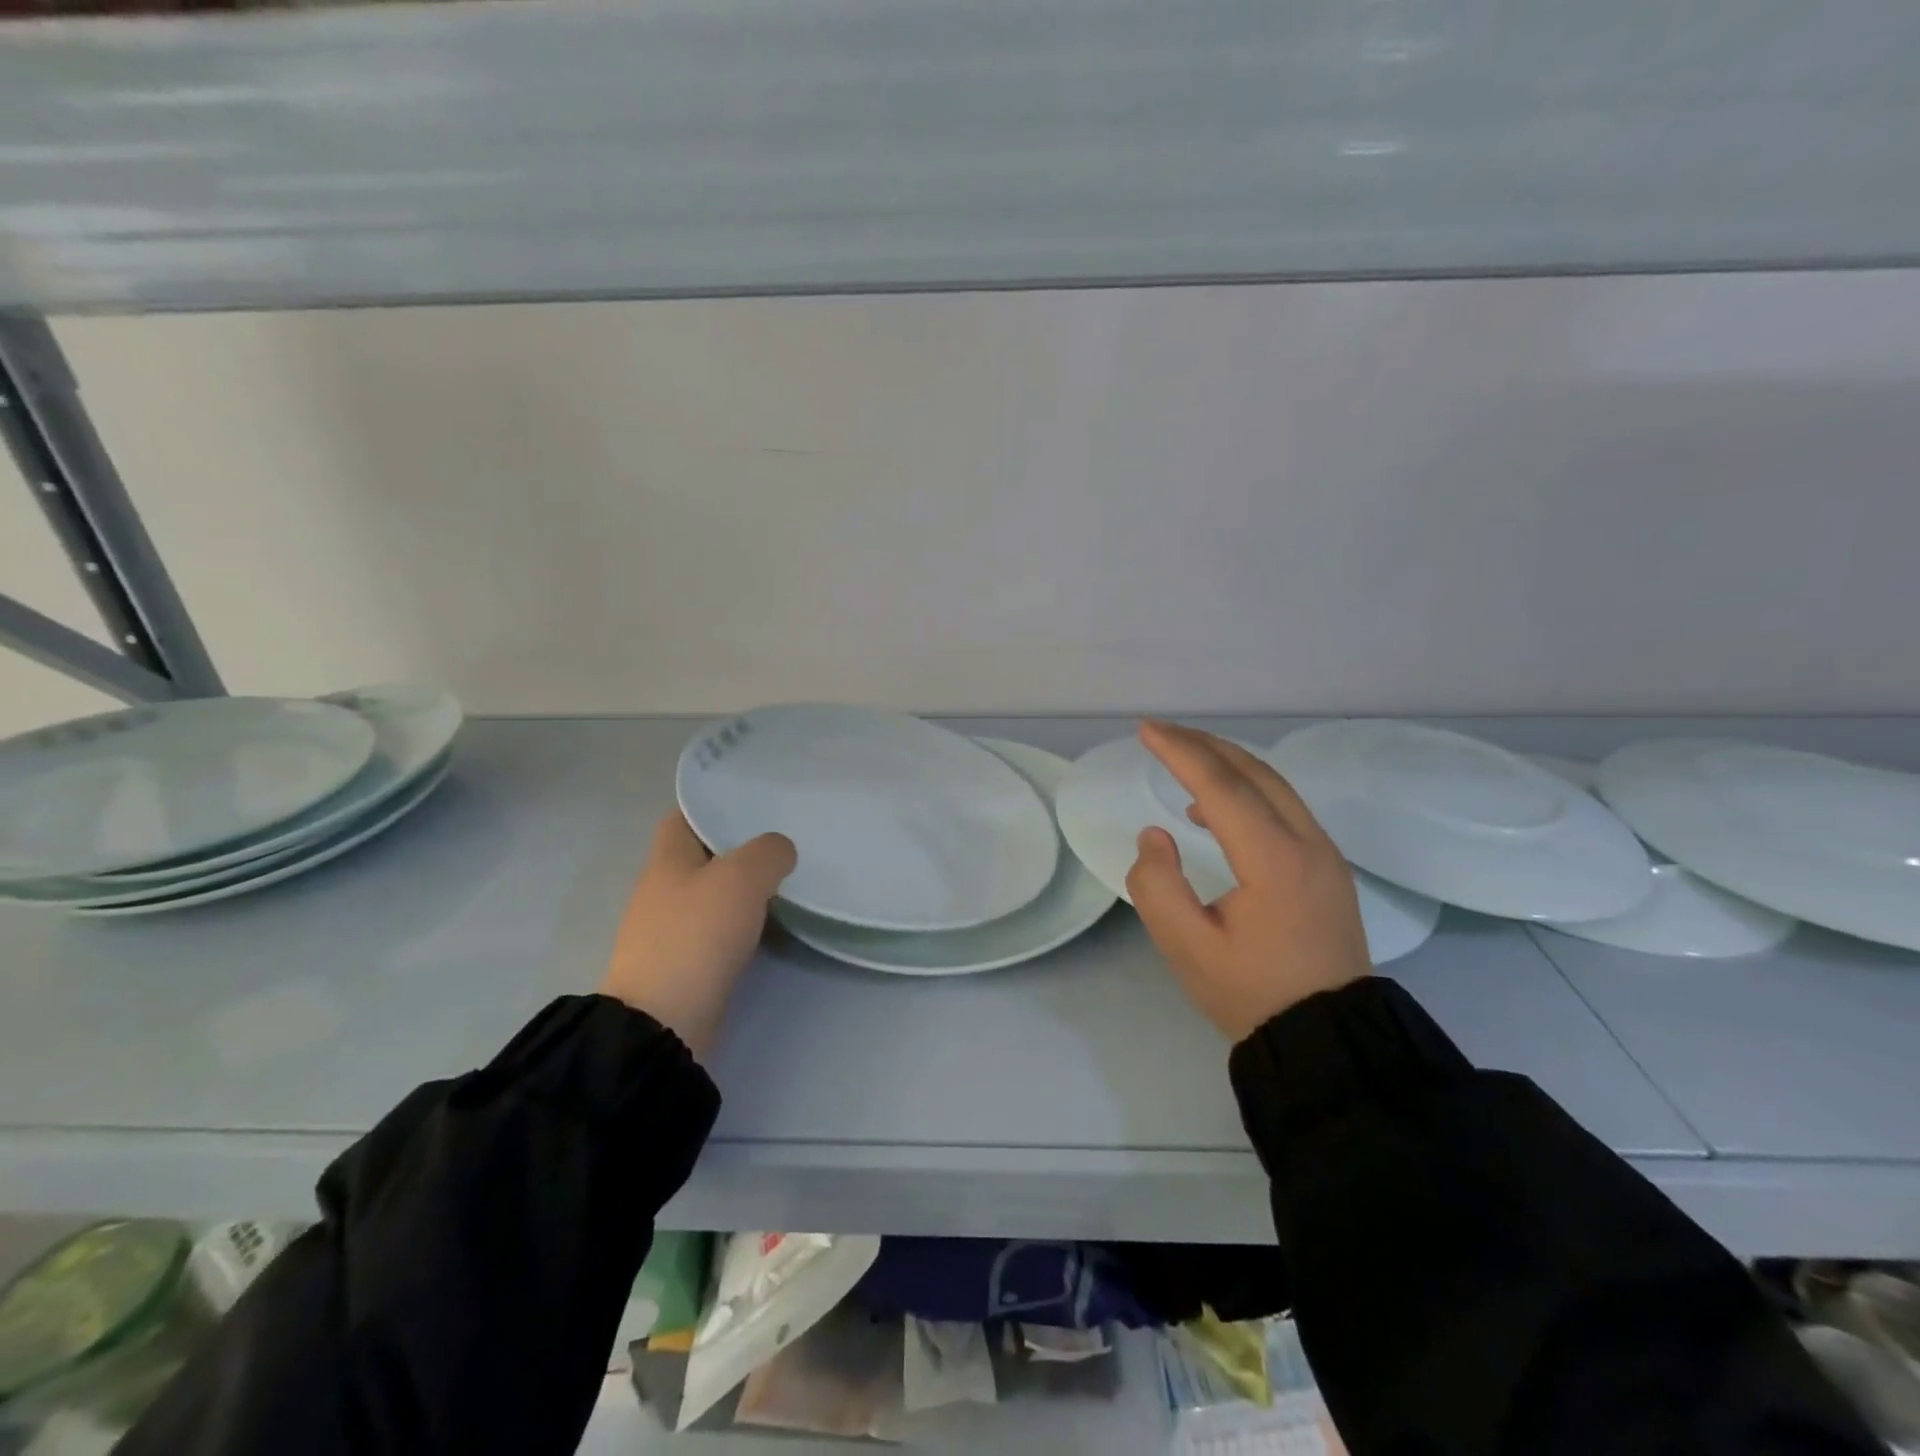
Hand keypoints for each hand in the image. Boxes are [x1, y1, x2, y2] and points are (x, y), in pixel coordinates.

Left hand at [599, 811, 796, 1059]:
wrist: (664, 1021)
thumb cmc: (697, 935)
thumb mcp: (742, 878)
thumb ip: (768, 853)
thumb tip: (780, 851)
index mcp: (666, 860)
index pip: (682, 817)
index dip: (712, 806)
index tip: (752, 804)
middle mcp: (662, 890)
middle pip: (700, 856)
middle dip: (737, 848)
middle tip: (781, 842)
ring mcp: (670, 930)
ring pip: (711, 895)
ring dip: (740, 889)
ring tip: (784, 879)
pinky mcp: (683, 965)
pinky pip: (715, 931)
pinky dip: (739, 924)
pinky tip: (768, 924)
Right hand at [1126, 721, 1371, 1041]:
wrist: (1331, 1038)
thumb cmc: (1252, 994)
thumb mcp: (1187, 948)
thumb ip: (1157, 886)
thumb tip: (1156, 836)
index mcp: (1274, 859)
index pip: (1221, 786)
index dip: (1180, 752)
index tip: (1146, 730)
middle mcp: (1307, 842)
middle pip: (1253, 772)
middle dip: (1203, 744)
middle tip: (1160, 733)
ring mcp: (1324, 853)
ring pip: (1274, 785)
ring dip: (1227, 763)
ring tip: (1182, 759)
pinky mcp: (1327, 867)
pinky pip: (1284, 807)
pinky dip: (1246, 789)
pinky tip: (1214, 809)